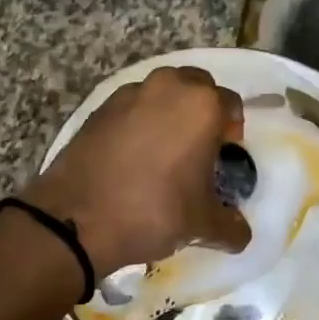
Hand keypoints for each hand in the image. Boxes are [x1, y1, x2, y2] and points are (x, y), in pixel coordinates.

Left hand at [24, 66, 252, 274]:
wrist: (78, 218)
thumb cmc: (154, 211)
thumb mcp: (203, 226)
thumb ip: (231, 227)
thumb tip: (240, 233)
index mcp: (201, 106)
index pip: (231, 105)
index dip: (232, 130)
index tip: (225, 155)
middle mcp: (168, 87)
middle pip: (197, 87)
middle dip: (202, 110)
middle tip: (198, 147)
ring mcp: (129, 94)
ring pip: (162, 92)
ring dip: (169, 111)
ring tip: (164, 149)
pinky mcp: (99, 108)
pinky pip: (131, 106)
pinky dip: (138, 121)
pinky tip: (133, 155)